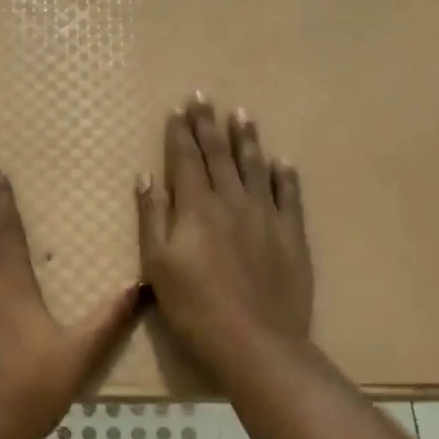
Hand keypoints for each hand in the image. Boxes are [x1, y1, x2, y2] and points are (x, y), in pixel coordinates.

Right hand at [136, 96, 312, 377]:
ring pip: (255, 167)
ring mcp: (266, 216)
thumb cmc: (194, 307)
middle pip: (219, 156)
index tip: (179, 108)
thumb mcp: (157, 264)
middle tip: (204, 97)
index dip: (181, 133)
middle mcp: (232, 201)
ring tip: (242, 115)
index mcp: (196, 207)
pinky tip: (282, 162)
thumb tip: (146, 178)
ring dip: (247, 140)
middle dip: (209, 126)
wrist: (255, 341)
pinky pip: (289, 196)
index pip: (185, 160)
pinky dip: (284, 176)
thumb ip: (152, 217)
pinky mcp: (292, 236)